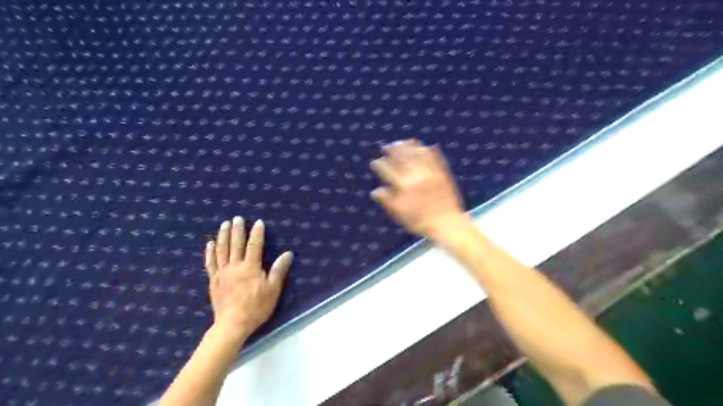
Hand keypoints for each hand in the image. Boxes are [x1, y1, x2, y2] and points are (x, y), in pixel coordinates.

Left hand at [205, 218, 290, 341]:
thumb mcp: (273, 289)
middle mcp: (234, 266)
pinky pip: (210, 263)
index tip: (258, 222)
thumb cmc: (256, 307)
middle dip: (237, 230)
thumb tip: (288, 253)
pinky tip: (210, 244)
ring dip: (223, 236)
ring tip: (224, 224)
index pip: (254, 245)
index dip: (257, 233)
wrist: (232, 325)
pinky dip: (210, 252)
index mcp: (250, 267)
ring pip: (221, 250)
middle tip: (237, 218)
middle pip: (235, 244)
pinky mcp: (213, 281)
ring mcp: (222, 273)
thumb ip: (279, 270)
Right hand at [369, 140, 465, 236]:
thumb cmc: (420, 222)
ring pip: (417, 154)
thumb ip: (387, 201)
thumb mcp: (400, 214)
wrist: (446, 223)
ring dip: (409, 146)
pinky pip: (434, 157)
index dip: (379, 164)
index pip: (387, 170)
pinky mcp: (442, 173)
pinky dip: (428, 151)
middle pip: (402, 157)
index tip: (375, 162)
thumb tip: (375, 191)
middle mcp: (415, 176)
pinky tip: (424, 146)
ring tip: (403, 142)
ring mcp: (430, 173)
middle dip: (392, 150)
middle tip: (387, 146)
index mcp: (403, 186)